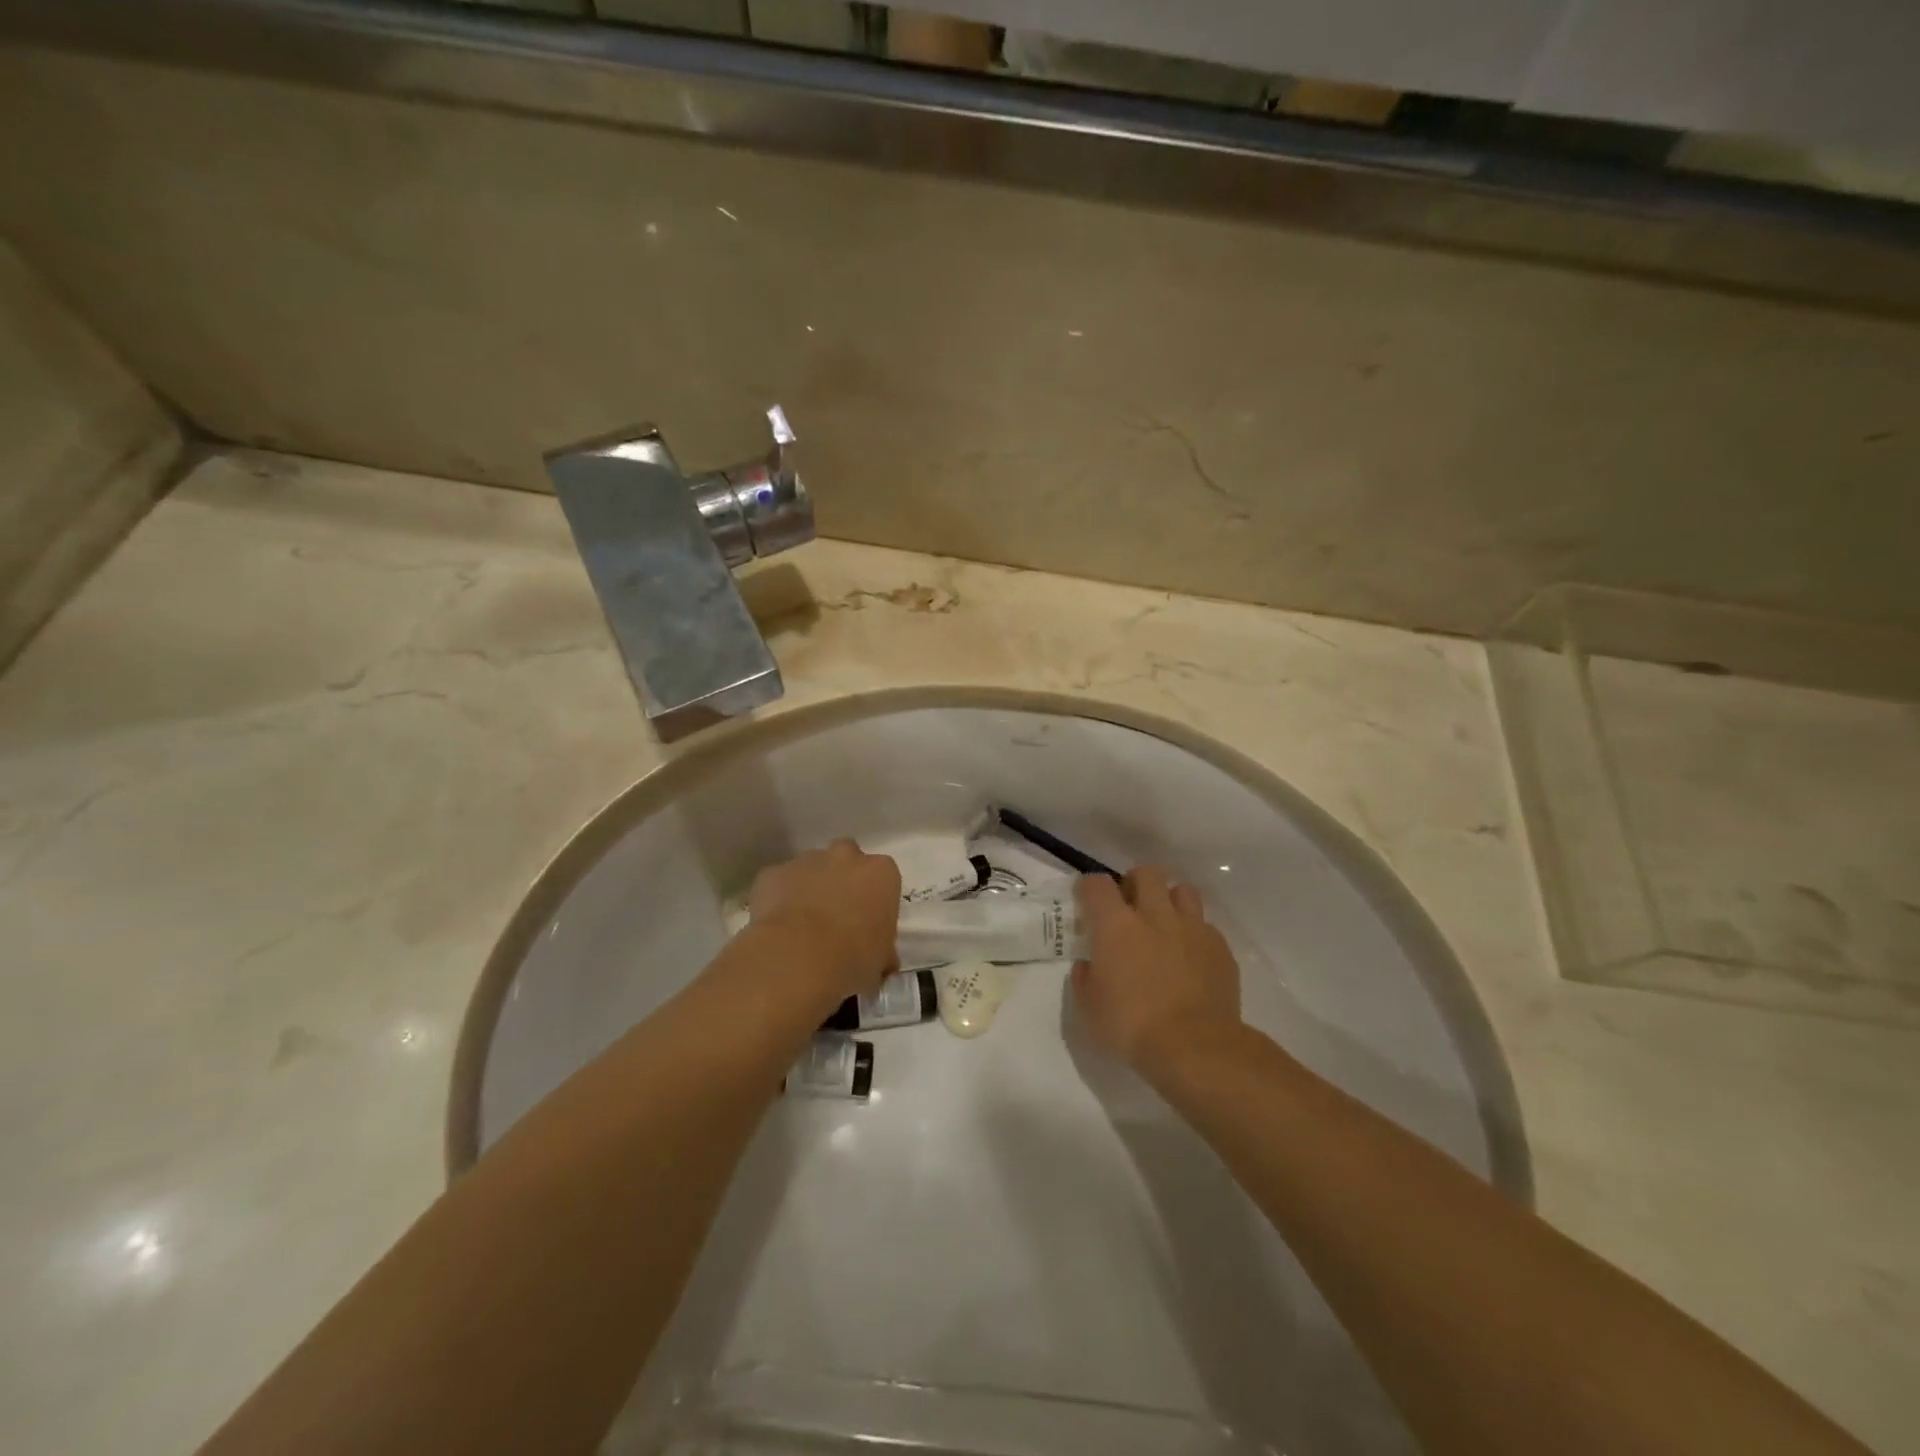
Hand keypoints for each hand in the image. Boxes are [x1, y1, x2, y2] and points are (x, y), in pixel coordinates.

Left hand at [747, 839, 900, 1001]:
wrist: (797, 959)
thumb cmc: (852, 958)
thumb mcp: (880, 961)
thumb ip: (882, 951)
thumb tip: (881, 961)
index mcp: (881, 873)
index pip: (883, 878)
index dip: (874, 900)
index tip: (867, 924)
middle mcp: (846, 857)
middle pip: (846, 859)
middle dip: (842, 880)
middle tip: (836, 916)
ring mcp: (806, 861)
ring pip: (811, 868)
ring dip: (810, 888)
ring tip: (803, 926)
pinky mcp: (772, 873)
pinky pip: (779, 883)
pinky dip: (779, 898)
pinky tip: (777, 928)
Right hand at [1071, 868, 1241, 1073]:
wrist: (1195, 1048)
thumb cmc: (1132, 1026)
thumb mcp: (1090, 1008)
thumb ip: (1085, 978)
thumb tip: (1088, 964)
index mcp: (1117, 925)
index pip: (1098, 884)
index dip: (1089, 887)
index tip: (1087, 900)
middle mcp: (1155, 915)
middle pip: (1146, 873)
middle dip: (1135, 883)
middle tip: (1129, 906)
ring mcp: (1192, 929)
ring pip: (1183, 891)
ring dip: (1170, 901)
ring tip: (1165, 924)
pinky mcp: (1220, 948)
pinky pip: (1206, 926)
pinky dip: (1194, 934)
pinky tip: (1191, 957)